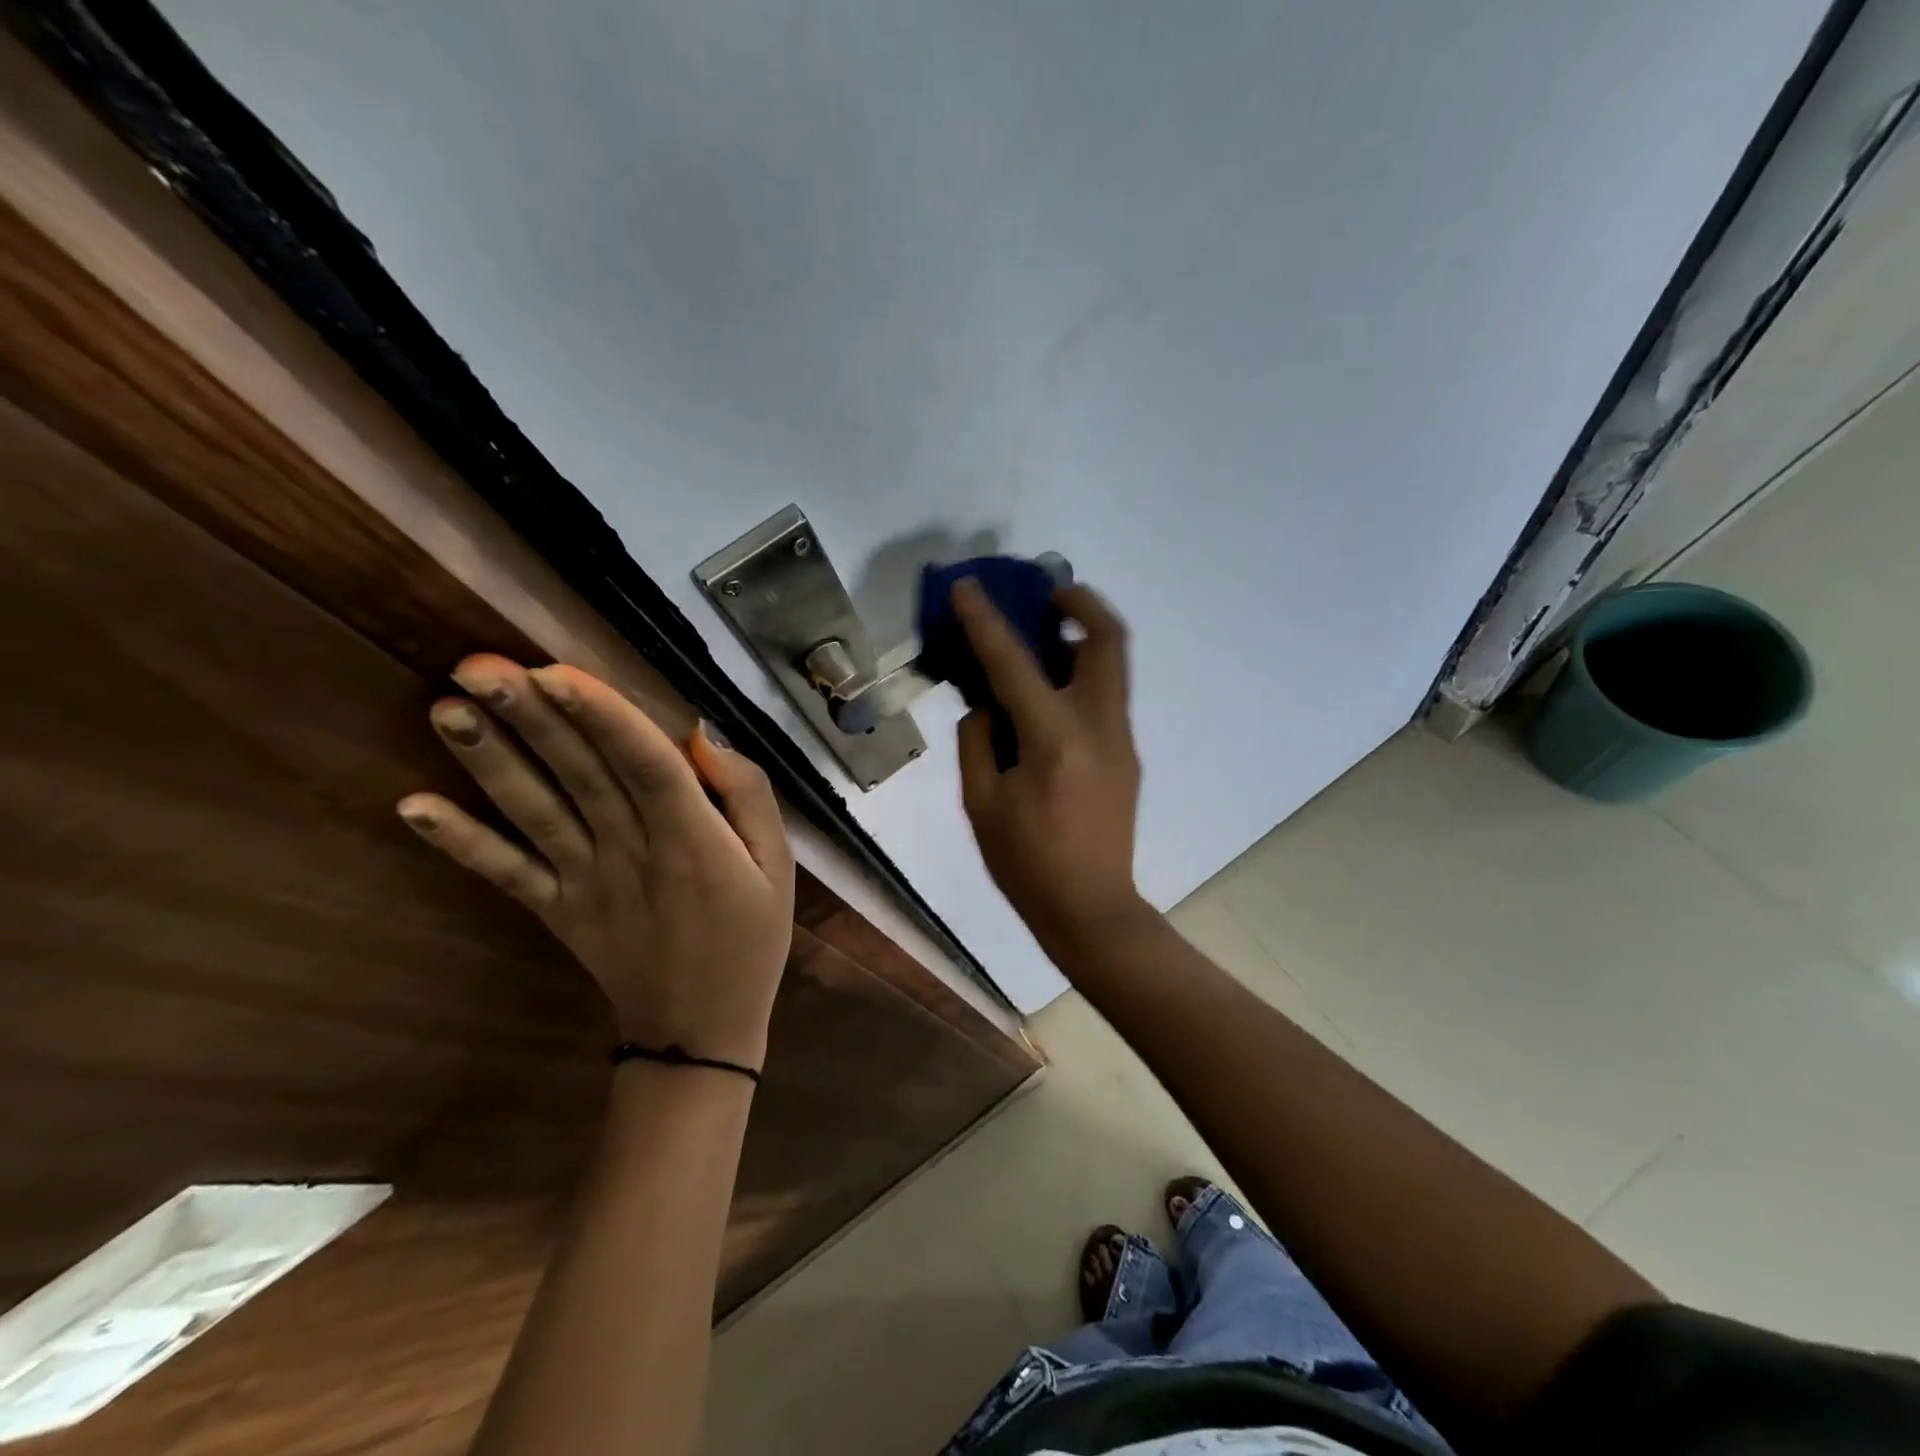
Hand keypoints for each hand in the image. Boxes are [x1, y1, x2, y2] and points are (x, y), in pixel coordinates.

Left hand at [396, 655, 794, 1071]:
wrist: (700, 1031)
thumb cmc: (750, 939)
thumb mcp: (779, 866)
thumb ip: (748, 797)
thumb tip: (702, 740)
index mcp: (694, 841)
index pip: (647, 767)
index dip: (604, 719)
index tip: (559, 672)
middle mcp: (631, 854)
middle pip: (580, 776)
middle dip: (532, 719)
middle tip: (480, 666)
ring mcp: (584, 885)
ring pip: (536, 813)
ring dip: (490, 762)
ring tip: (446, 709)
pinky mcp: (554, 911)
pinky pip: (505, 874)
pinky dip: (459, 842)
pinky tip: (411, 807)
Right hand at [951, 578, 1146, 946]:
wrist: (1091, 909)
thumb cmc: (1026, 863)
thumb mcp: (981, 803)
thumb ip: (979, 741)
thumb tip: (987, 705)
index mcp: (1054, 740)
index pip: (1014, 664)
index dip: (986, 621)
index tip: (968, 587)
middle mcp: (1099, 726)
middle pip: (1107, 640)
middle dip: (1080, 602)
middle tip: (1047, 593)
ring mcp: (1121, 739)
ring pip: (1114, 664)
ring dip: (1084, 635)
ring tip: (1046, 634)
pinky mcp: (1128, 754)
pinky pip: (1107, 694)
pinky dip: (1081, 673)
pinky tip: (1050, 691)